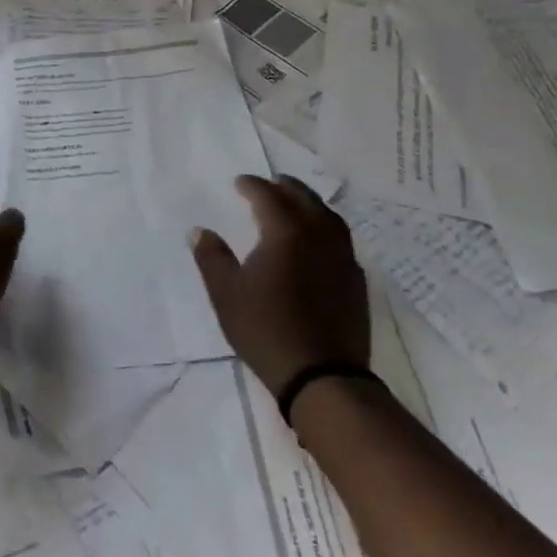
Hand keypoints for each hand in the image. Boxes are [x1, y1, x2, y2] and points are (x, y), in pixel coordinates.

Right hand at [190, 176, 369, 396]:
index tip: (239, 182)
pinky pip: (341, 241)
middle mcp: (319, 236)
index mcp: (286, 233)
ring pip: (329, 217)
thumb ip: (212, 258)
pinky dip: (326, 229)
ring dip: (310, 204)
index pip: (268, 197)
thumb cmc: (266, 329)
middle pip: (304, 199)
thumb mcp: (226, 294)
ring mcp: (343, 258)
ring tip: (297, 204)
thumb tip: (200, 231)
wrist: (322, 374)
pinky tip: (318, 242)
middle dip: (286, 187)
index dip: (252, 185)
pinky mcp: (356, 281)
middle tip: (271, 182)